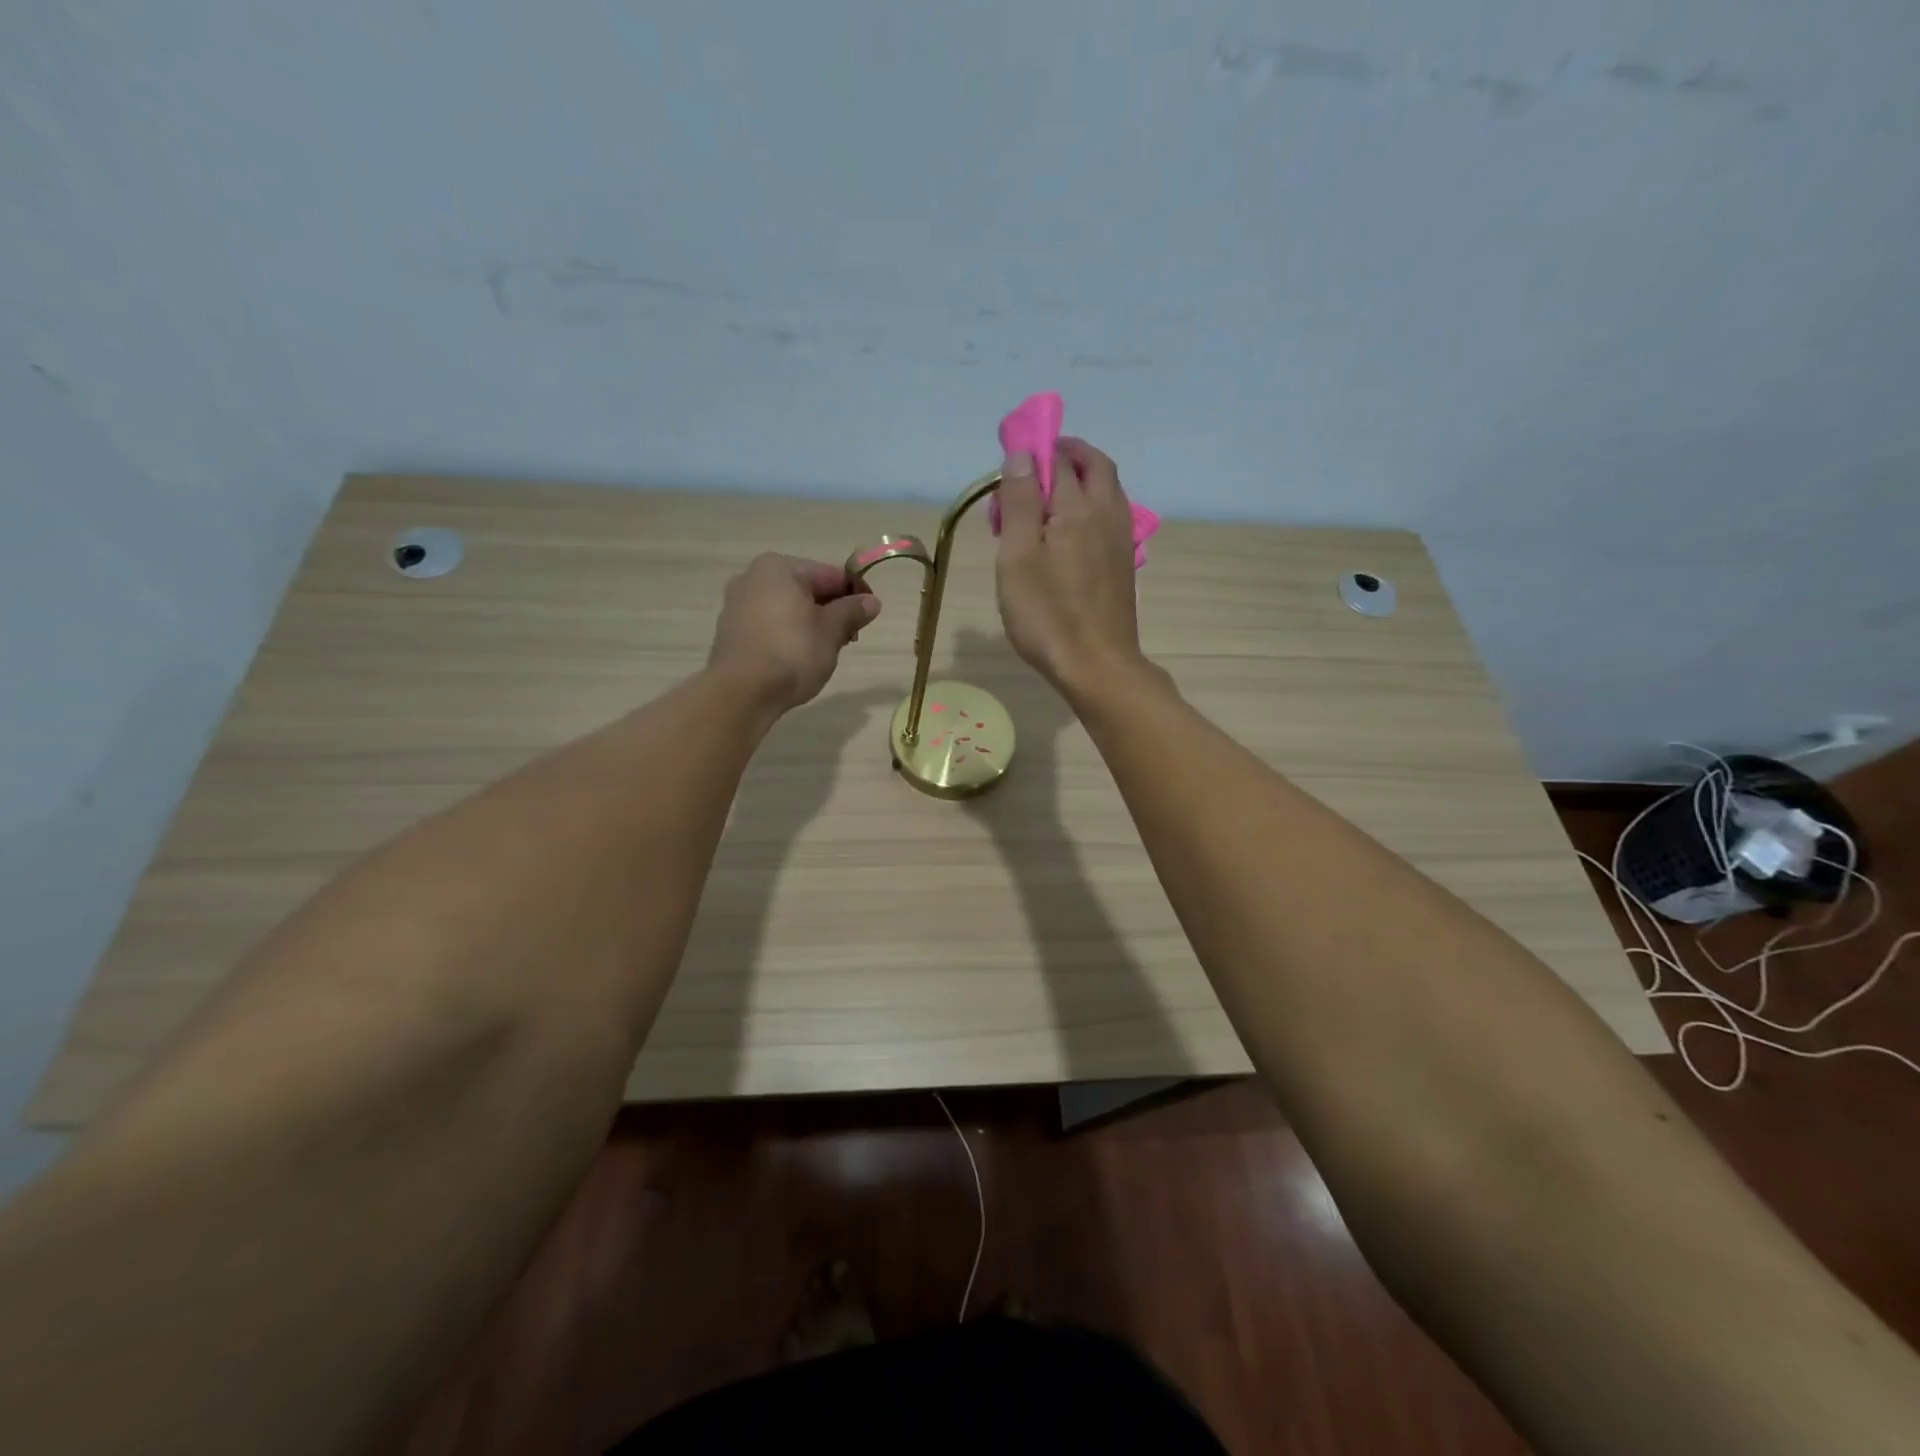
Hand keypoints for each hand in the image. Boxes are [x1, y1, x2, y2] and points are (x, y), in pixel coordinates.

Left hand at [707, 554, 878, 715]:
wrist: (742, 692)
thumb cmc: (792, 653)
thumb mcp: (831, 632)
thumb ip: (852, 612)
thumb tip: (872, 601)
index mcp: (779, 567)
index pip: (830, 574)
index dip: (855, 593)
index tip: (871, 615)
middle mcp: (753, 576)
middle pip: (806, 588)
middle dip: (831, 610)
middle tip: (850, 637)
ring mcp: (737, 603)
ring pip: (787, 607)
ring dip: (811, 622)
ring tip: (826, 650)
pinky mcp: (730, 629)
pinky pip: (769, 623)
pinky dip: (788, 633)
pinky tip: (798, 656)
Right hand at [994, 438, 1147, 697]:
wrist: (1096, 665)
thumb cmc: (1047, 614)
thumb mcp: (1018, 557)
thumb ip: (1020, 502)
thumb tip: (1022, 453)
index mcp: (1078, 507)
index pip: (1059, 458)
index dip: (1035, 449)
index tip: (1011, 456)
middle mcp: (1107, 514)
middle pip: (1095, 466)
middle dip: (1068, 454)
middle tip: (1038, 464)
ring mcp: (1121, 540)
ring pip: (1109, 490)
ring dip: (1084, 478)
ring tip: (1053, 494)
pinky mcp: (1124, 564)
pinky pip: (1111, 516)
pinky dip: (1092, 505)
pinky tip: (1073, 530)